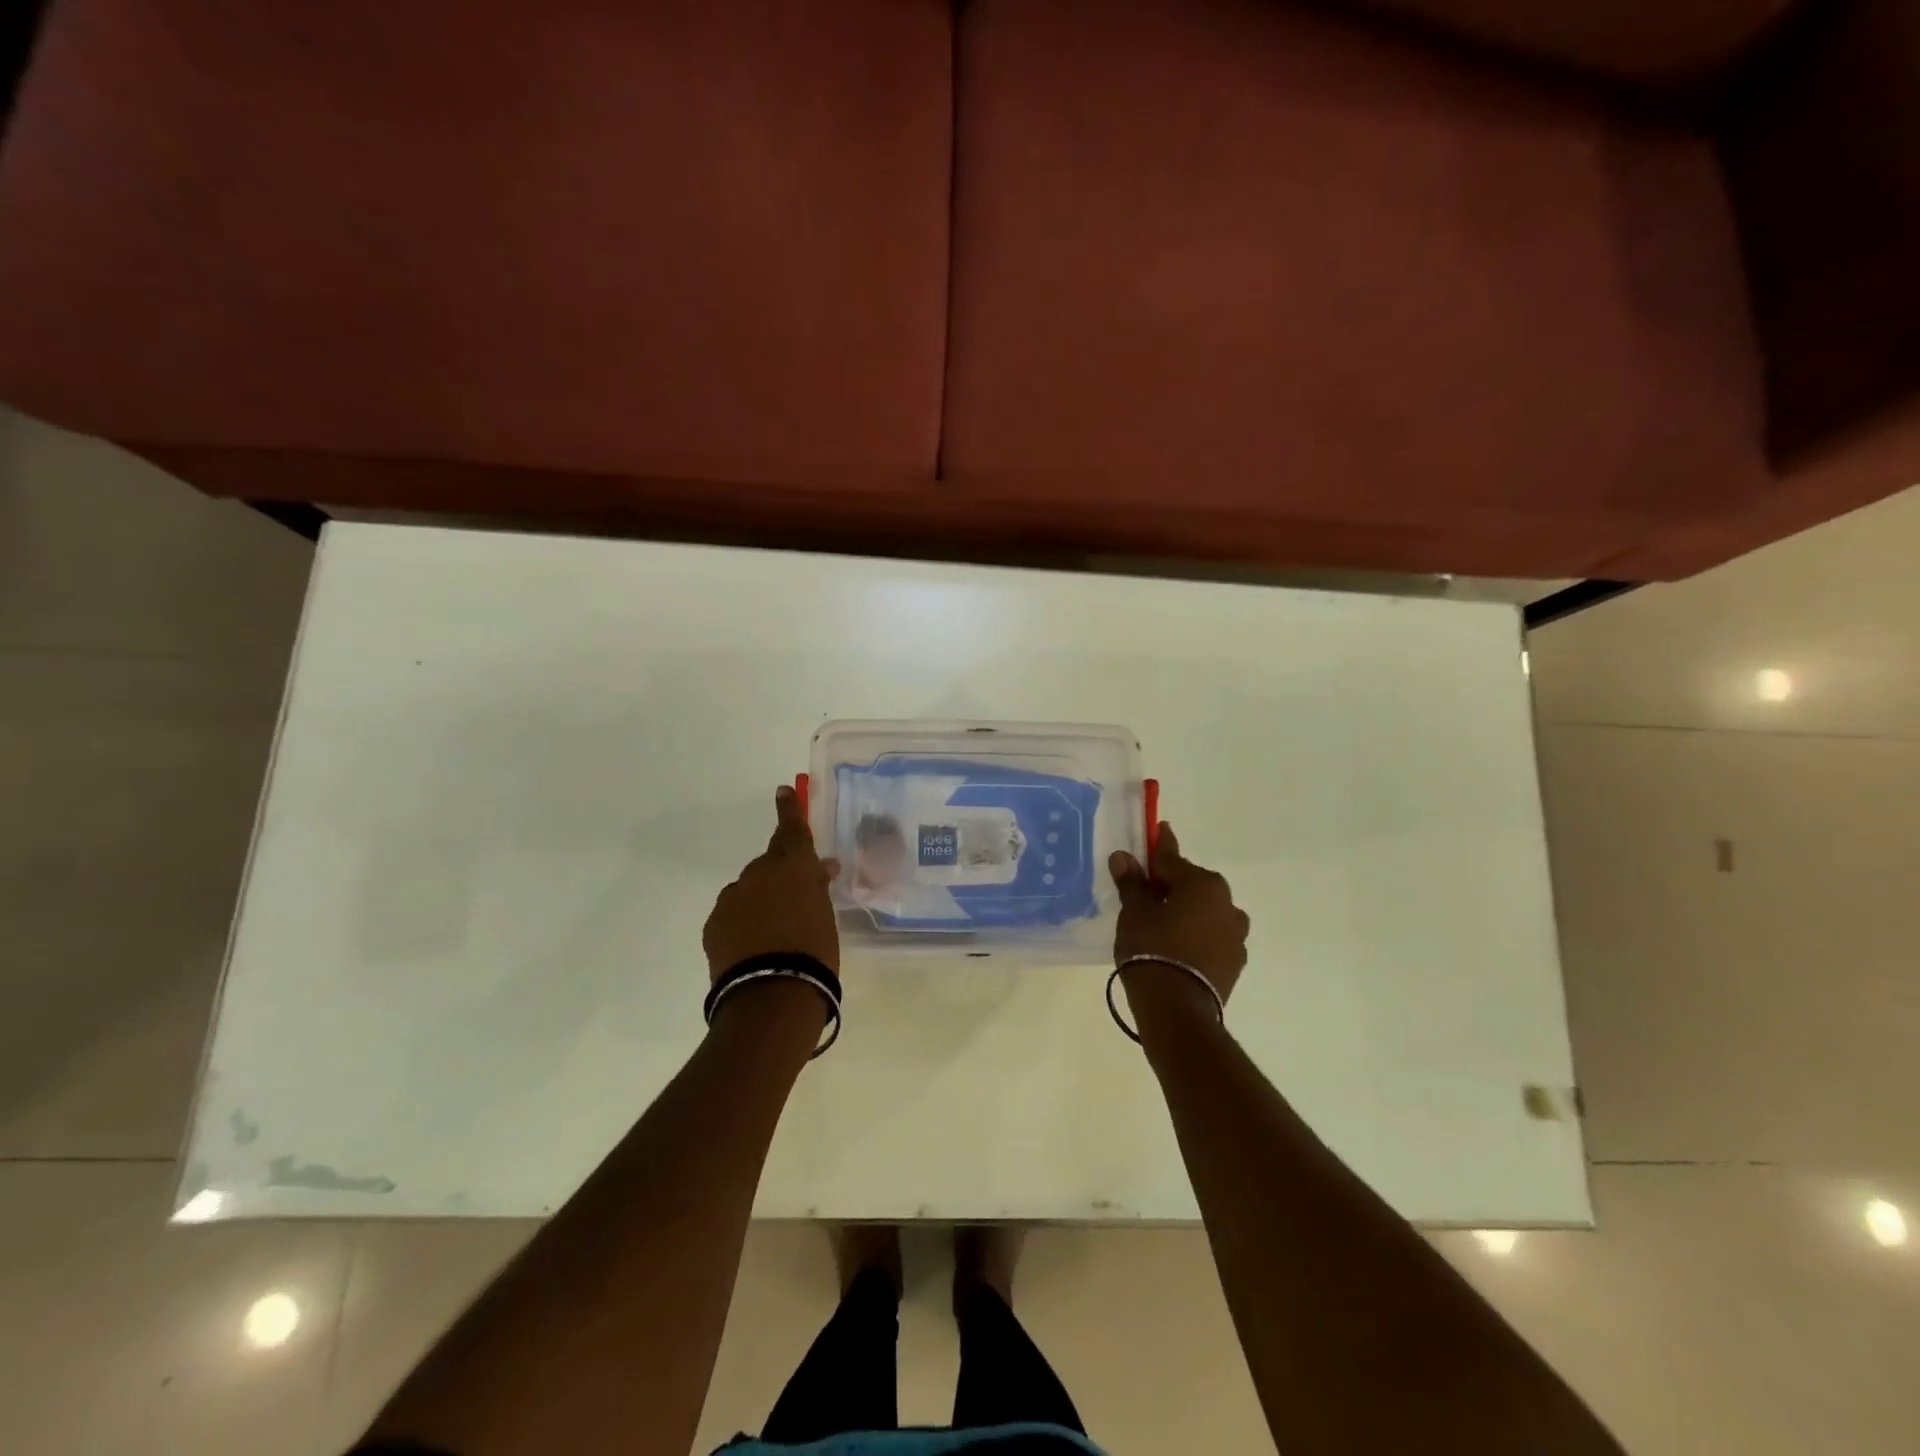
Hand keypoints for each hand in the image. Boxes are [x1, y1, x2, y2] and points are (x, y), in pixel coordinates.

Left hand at [703, 786, 841, 982]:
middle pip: (770, 865)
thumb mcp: (825, 915)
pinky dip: (744, 922)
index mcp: (794, 867)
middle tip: (797, 899)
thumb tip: (822, 867)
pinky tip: (754, 946)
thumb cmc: (814, 953)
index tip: (782, 791)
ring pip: (749, 890)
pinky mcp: (714, 924)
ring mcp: (733, 898)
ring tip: (775, 933)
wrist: (772, 996)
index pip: (793, 830)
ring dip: (761, 901)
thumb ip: (818, 888)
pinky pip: (733, 913)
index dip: (789, 810)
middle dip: (781, 876)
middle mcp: (760, 874)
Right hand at [1109, 824, 1249, 1015]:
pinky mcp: (1235, 962)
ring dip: (1188, 911)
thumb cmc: (1151, 949)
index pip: (1172, 858)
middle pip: (1193, 885)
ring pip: (1206, 911)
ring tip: (1164, 923)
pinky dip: (1197, 935)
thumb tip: (1123, 856)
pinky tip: (1179, 946)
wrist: (1177, 1009)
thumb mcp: (1134, 912)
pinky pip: (1212, 937)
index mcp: (1202, 884)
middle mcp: (1226, 903)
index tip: (1160, 829)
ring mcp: (1235, 935)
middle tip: (1147, 891)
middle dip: (1172, 884)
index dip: (1160, 846)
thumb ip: (1132, 883)